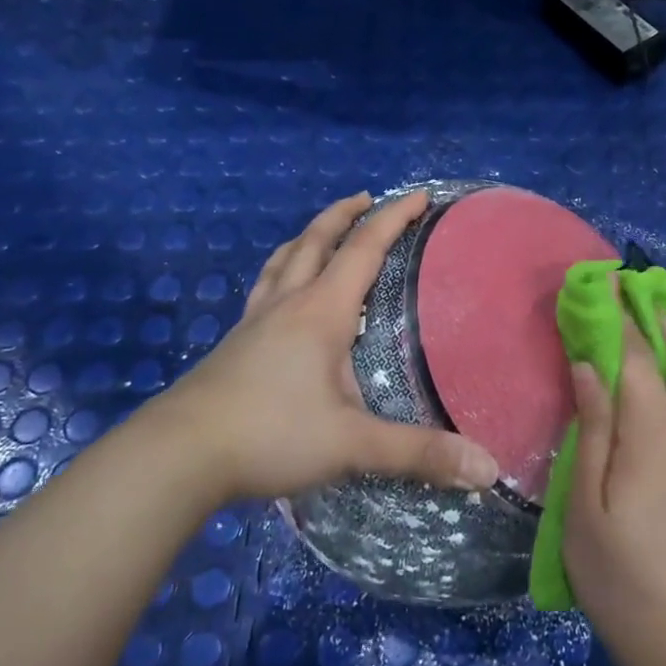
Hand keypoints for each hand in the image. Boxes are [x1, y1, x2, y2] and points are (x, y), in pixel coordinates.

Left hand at [133, 191, 499, 503]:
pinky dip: (282, 271)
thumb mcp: (352, 444)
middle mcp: (287, 304)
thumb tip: (487, 469)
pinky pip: (264, 288)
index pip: (364, 249)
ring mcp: (254, 321)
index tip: (420, 196)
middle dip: (345, 214)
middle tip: (368, 199)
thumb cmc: (270, 434)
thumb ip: (419, 453)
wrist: (177, 455)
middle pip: (315, 241)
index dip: (394, 218)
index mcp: (321, 312)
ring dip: (308, 237)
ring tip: (323, 232)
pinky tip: (282, 294)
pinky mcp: (233, 344)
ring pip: (283, 260)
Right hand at [564, 315, 665, 665]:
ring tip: (638, 362)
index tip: (597, 285)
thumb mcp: (585, 502)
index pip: (640, 350)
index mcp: (659, 432)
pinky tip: (655, 399)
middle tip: (621, 336)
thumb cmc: (619, 574)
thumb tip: (587, 362)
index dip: (617, 312)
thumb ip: (591, 424)